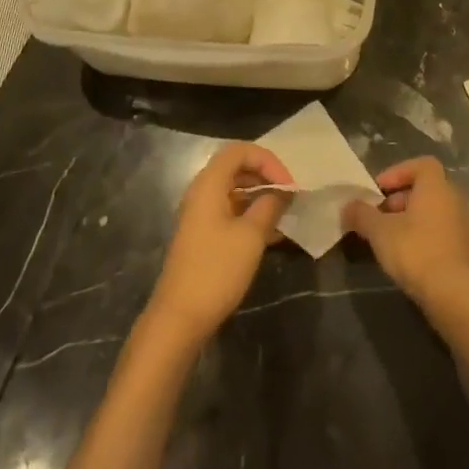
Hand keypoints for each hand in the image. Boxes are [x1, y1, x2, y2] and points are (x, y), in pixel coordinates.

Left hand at [146, 143, 292, 344]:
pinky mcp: (202, 235)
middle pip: (236, 167)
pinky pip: (229, 211)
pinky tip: (271, 234)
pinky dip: (250, 214)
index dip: (267, 160)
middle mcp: (201, 193)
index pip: (240, 150)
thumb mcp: (251, 235)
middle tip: (288, 196)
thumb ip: (269, 206)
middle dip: (265, 176)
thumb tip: (283, 192)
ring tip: (284, 215)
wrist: (180, 317)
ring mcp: (200, 215)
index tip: (288, 185)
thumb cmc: (217, 269)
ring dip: (260, 196)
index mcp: (209, 184)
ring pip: (234, 191)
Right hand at [342, 156, 468, 306]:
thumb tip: (347, 207)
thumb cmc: (415, 251)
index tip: (378, 190)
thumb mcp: (379, 231)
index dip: (397, 172)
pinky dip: (421, 234)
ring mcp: (462, 224)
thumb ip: (361, 214)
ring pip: (431, 210)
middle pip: (424, 188)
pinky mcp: (463, 248)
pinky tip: (405, 255)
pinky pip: (439, 230)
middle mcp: (453, 199)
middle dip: (398, 198)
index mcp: (436, 187)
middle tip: (378, 216)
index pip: (421, 164)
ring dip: (408, 218)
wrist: (453, 293)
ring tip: (387, 238)